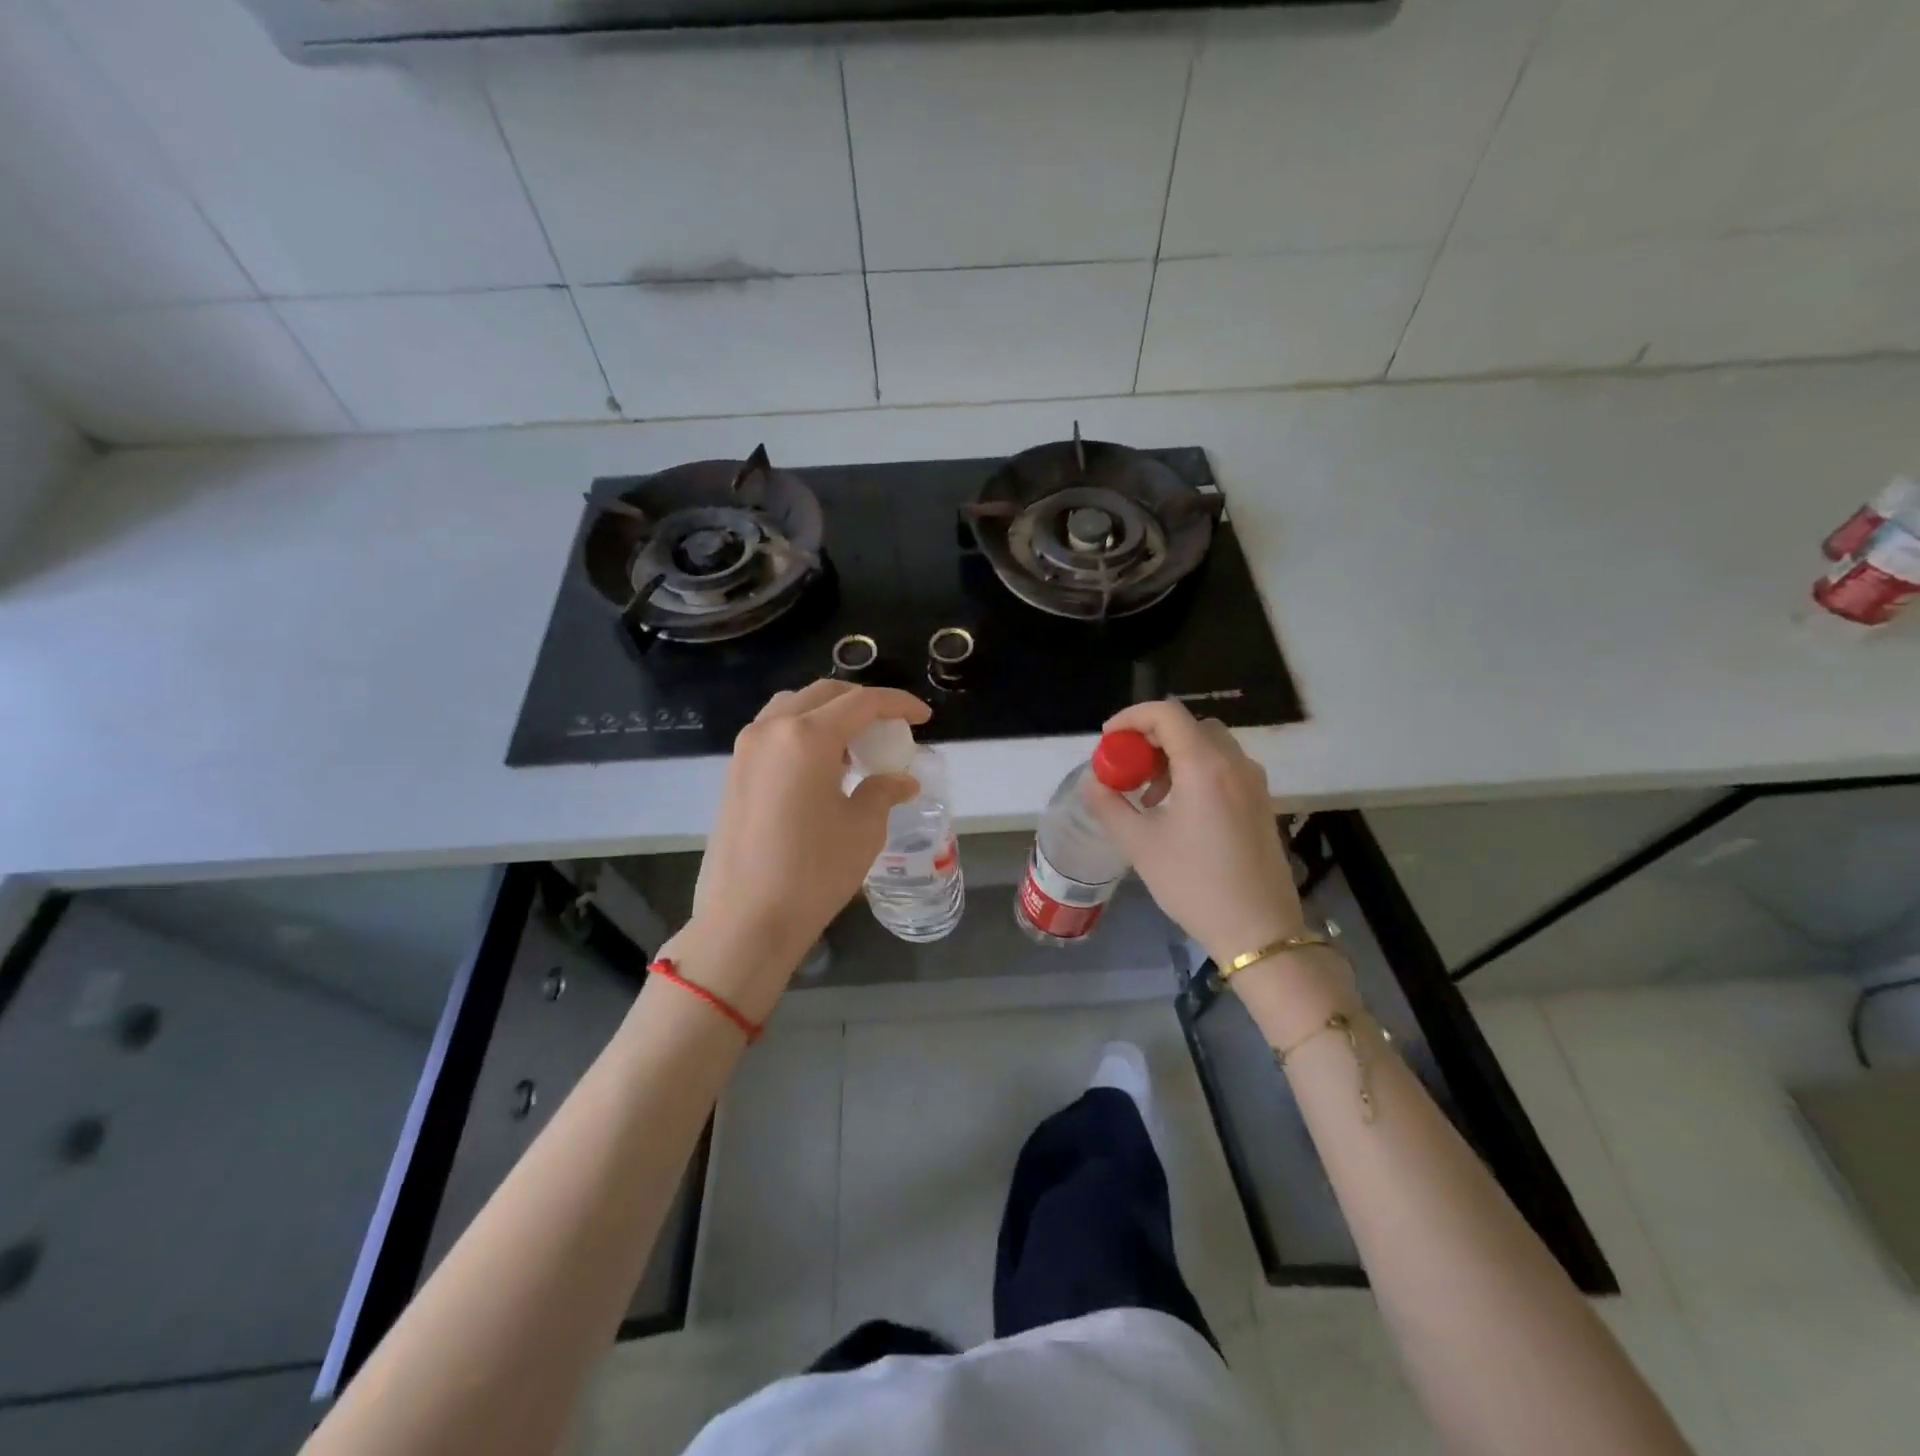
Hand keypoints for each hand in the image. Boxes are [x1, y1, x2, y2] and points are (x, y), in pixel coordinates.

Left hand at [674, 681, 928, 1019]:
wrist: (745, 920)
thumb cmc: (813, 872)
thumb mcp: (863, 829)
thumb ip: (883, 792)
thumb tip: (902, 780)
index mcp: (807, 737)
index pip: (862, 702)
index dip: (898, 704)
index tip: (923, 716)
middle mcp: (771, 729)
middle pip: (824, 695)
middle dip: (862, 704)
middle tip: (889, 729)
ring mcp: (746, 749)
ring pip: (794, 708)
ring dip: (829, 715)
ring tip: (854, 747)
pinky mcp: (734, 772)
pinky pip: (774, 732)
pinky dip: (803, 733)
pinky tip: (822, 768)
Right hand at [1081, 699, 1308, 968]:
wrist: (1259, 931)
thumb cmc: (1194, 884)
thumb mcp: (1140, 845)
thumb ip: (1110, 806)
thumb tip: (1094, 782)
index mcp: (1205, 766)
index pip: (1166, 714)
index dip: (1131, 717)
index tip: (1108, 742)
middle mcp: (1234, 764)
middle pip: (1189, 726)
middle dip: (1152, 738)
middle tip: (1128, 768)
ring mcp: (1253, 783)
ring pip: (1209, 745)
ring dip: (1174, 756)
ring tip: (1150, 796)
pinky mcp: (1261, 802)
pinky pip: (1224, 767)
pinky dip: (1196, 771)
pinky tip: (1179, 810)